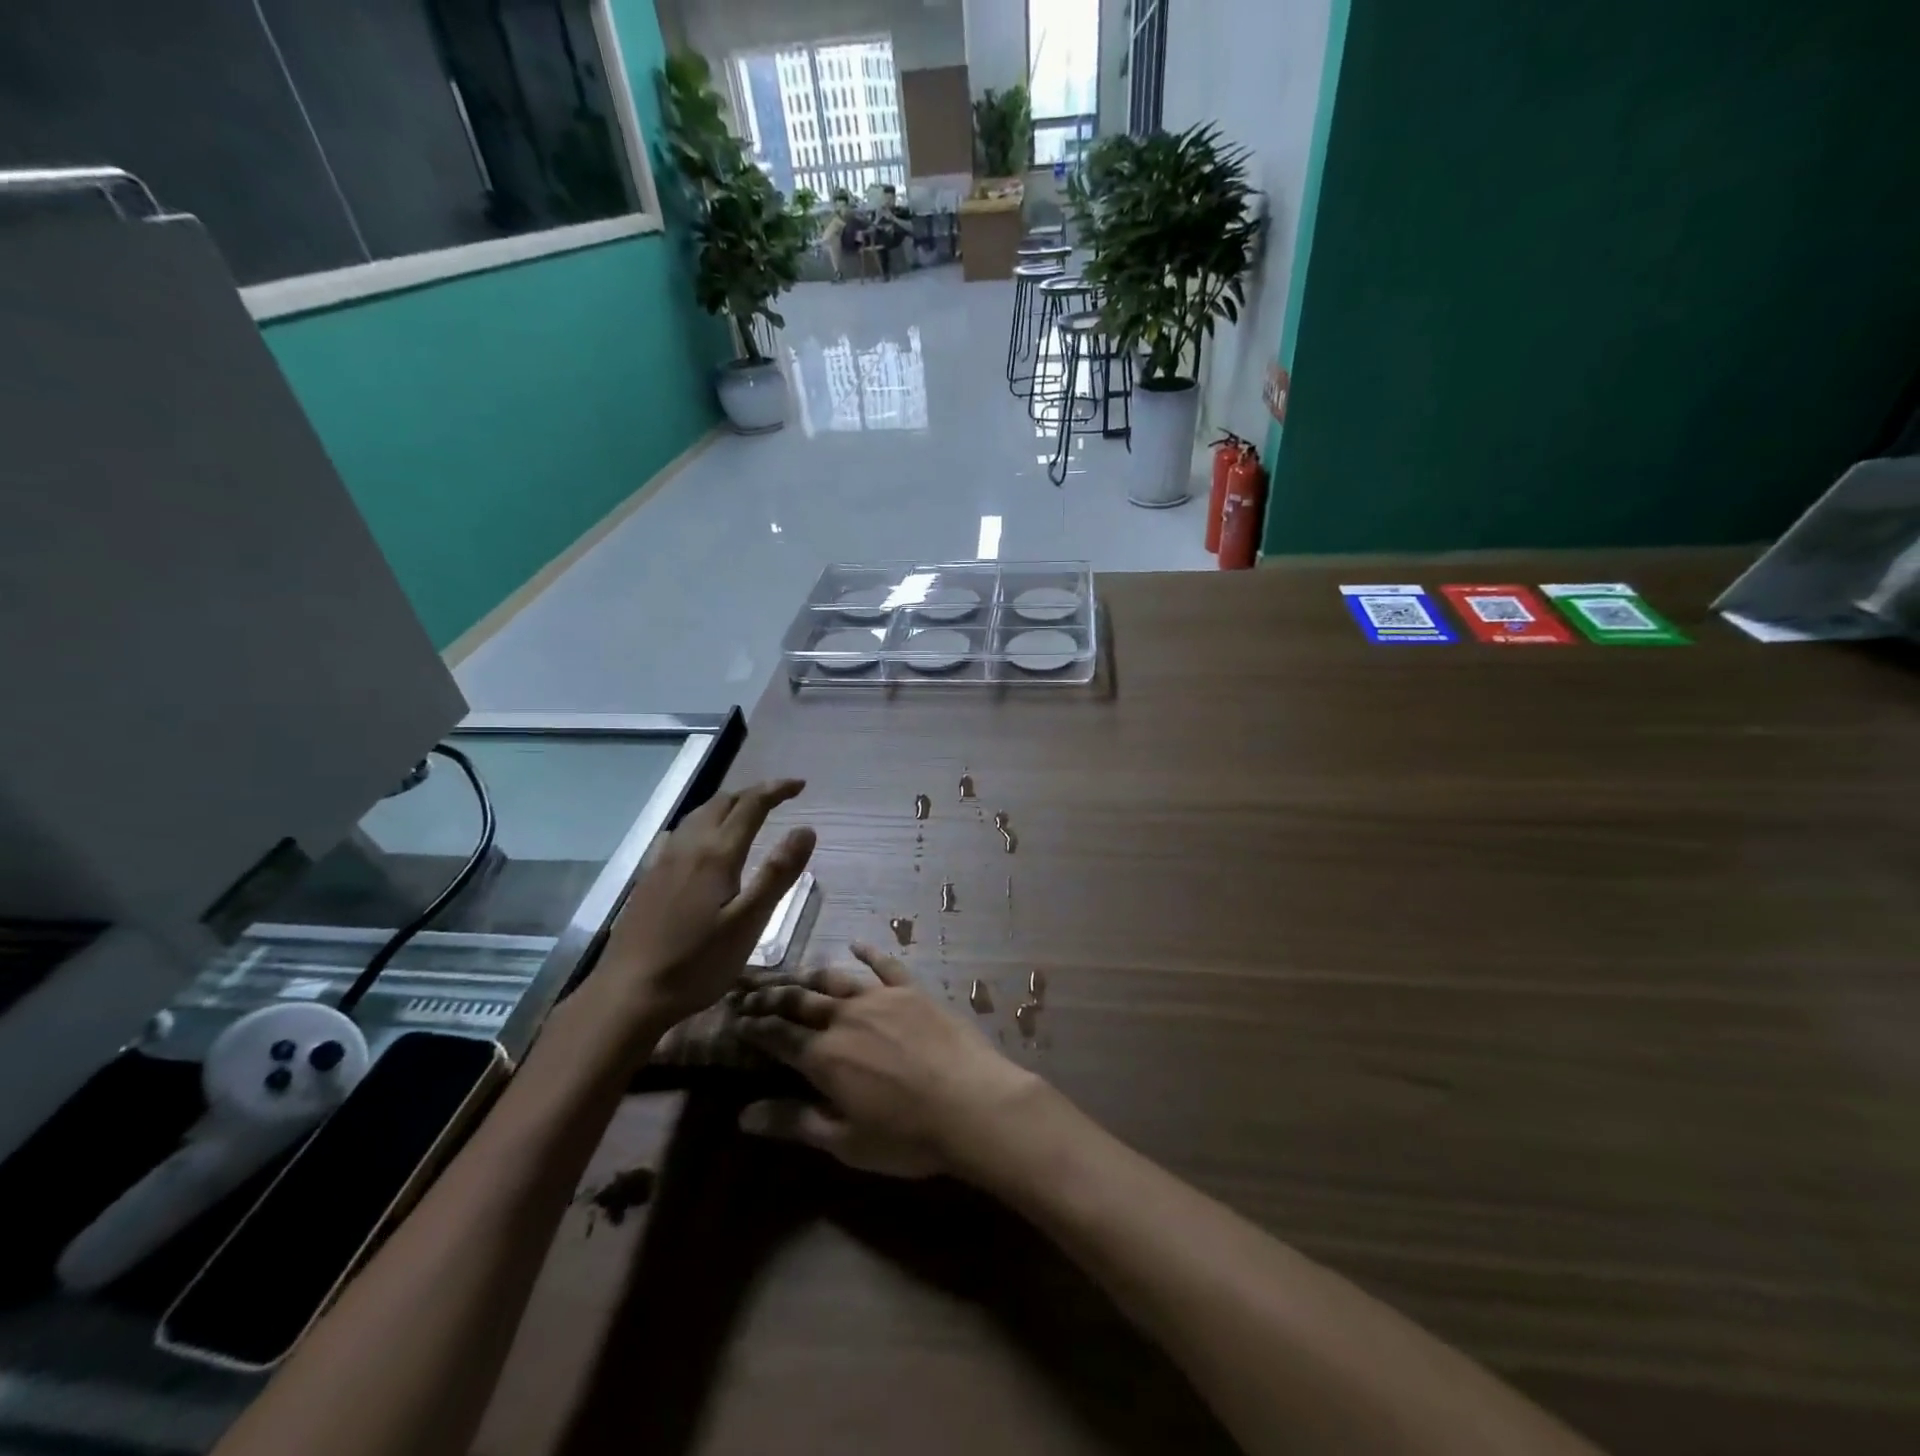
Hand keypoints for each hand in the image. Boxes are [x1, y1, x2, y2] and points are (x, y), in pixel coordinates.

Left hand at [595, 780, 814, 1033]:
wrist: (628, 994)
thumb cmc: (697, 963)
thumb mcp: (749, 923)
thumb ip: (777, 874)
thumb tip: (806, 829)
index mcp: (716, 854)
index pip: (751, 805)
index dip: (776, 790)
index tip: (800, 786)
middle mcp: (688, 848)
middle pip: (722, 803)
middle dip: (752, 794)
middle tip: (779, 797)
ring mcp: (663, 862)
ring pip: (697, 815)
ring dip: (726, 805)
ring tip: (745, 812)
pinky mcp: (647, 879)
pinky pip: (677, 835)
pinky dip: (699, 824)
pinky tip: (695, 841)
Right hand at [734, 944, 1037, 1178]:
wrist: (971, 1104)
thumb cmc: (907, 1135)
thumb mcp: (845, 1141)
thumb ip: (794, 1123)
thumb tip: (742, 1116)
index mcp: (823, 1057)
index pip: (777, 1036)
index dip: (754, 1027)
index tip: (736, 1020)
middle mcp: (845, 1018)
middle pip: (799, 1001)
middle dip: (771, 996)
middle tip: (751, 992)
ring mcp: (880, 998)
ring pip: (835, 980)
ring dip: (810, 976)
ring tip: (793, 974)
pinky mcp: (912, 990)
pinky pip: (886, 965)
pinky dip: (869, 953)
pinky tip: (857, 945)